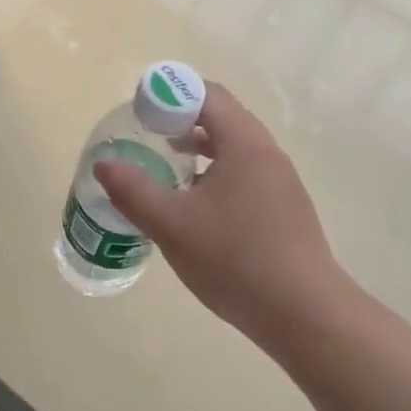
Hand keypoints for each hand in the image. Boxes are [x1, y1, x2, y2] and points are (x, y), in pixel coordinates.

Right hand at [94, 82, 351, 342]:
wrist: (305, 315)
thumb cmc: (235, 259)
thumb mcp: (171, 224)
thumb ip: (133, 190)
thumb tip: (104, 164)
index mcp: (244, 144)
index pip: (206, 94)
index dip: (168, 94)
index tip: (138, 114)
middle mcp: (266, 153)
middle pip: (220, 116)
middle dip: (179, 119)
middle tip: (145, 137)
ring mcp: (279, 182)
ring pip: (232, 146)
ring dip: (196, 147)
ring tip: (164, 167)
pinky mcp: (283, 208)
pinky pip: (243, 172)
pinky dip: (214, 172)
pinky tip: (194, 205)